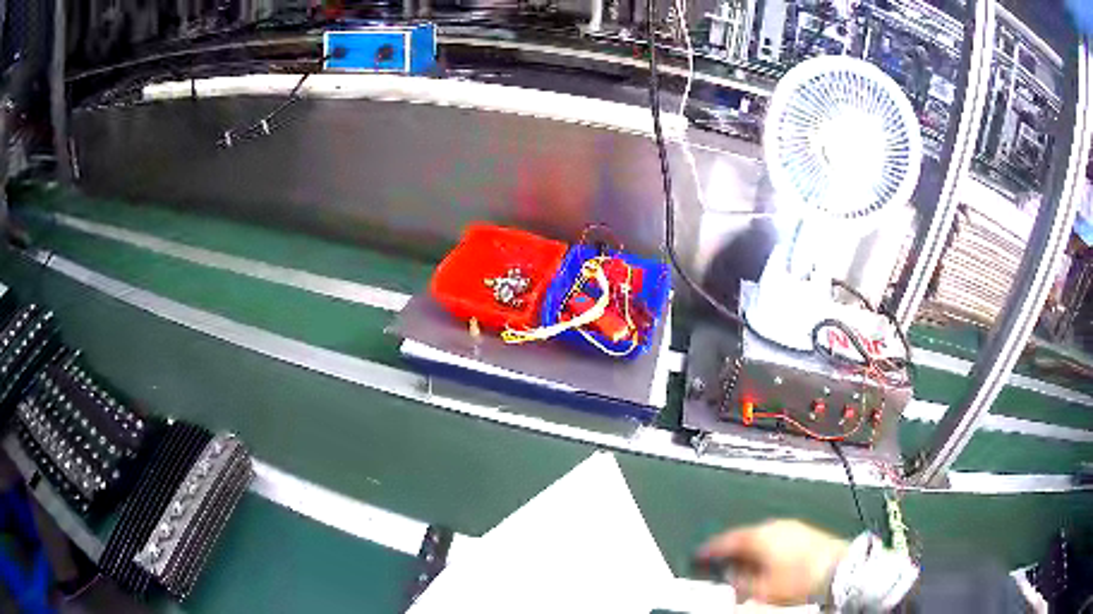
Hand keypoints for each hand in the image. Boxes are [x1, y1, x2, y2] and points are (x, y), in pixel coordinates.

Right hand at [696, 519, 848, 606]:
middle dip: (731, 551)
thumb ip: (738, 582)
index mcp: (758, 536)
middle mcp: (773, 526)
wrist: (839, 569)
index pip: (725, 540)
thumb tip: (728, 576)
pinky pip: (776, 537)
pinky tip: (768, 562)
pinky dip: (766, 549)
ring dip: (749, 551)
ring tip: (745, 568)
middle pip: (744, 537)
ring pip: (761, 537)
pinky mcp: (804, 531)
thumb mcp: (760, 589)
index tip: (698, 555)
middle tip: (721, 566)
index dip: (709, 549)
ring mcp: (791, 526)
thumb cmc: (798, 580)